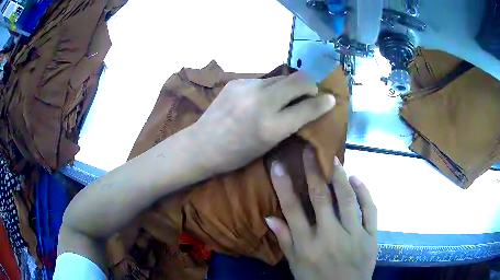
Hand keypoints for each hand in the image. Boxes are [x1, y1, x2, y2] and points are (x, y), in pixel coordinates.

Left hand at [192, 71, 334, 172]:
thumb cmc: (236, 154)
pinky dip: (269, 87)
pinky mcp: (237, 81)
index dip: (324, 102)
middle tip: (311, 92)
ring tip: (285, 96)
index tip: (330, 99)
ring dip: (289, 86)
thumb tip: (307, 107)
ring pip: (282, 77)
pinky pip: (263, 80)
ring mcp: (248, 87)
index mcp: (272, 127)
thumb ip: (290, 124)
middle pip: (299, 80)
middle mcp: (263, 102)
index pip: (308, 107)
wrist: (201, 145)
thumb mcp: (268, 145)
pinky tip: (261, 98)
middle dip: (311, 84)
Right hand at [265, 148, 376, 279]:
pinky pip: (370, 210)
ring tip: (333, 159)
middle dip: (313, 170)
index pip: (292, 209)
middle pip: (320, 198)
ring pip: (347, 199)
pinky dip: (364, 193)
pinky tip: (357, 179)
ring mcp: (353, 235)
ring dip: (339, 177)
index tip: (277, 164)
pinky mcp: (371, 236)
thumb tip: (270, 217)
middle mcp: (330, 236)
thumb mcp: (295, 265)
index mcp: (308, 245)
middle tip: (309, 150)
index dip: (283, 184)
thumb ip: (285, 241)